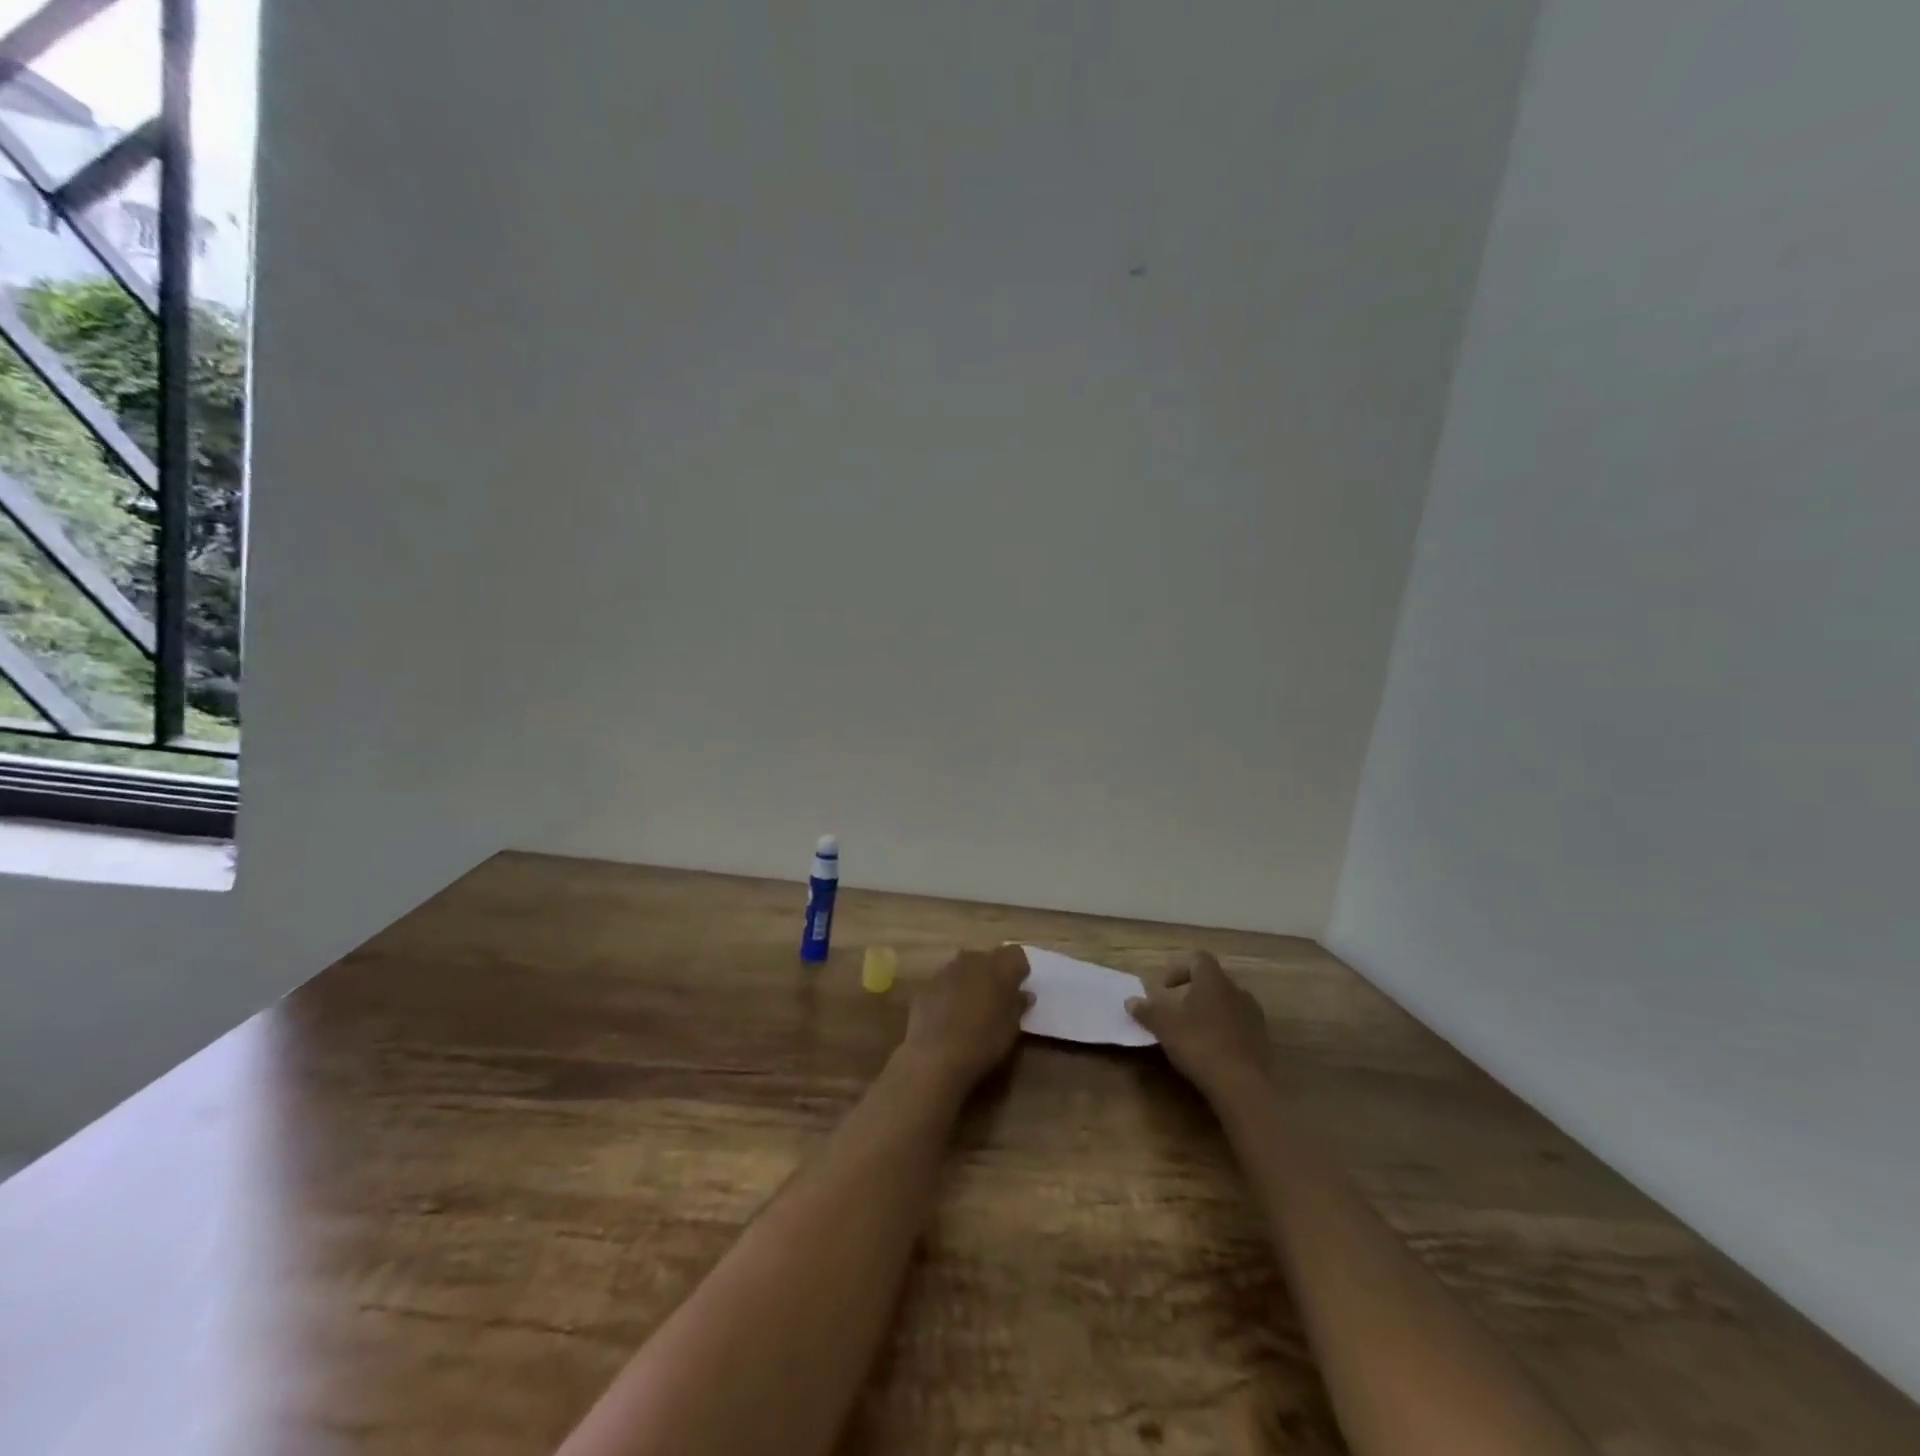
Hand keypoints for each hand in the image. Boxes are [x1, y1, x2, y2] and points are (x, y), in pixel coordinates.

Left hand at [897, 945, 1031, 1091]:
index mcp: (998, 967)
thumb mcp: (1011, 1029)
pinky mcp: (926, 984)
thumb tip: (1024, 994)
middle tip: (996, 997)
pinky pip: (945, 982)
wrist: (936, 1056)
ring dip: (970, 980)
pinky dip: (950, 992)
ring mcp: (946, 970)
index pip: (1016, 954)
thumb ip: (1018, 1006)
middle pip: (988, 957)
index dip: (1018, 969)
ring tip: (971, 1007)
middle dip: (993, 973)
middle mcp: (972, 960)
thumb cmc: (983, 1042)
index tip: (1018, 987)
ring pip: (964, 967)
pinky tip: (949, 1015)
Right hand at [1127, 951, 1272, 1104]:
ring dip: (1211, 1013)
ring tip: (1194, 1032)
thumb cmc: (1200, 1045)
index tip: (1164, 989)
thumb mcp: (1164, 1027)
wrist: (1244, 1086)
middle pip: (1214, 982)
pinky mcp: (1263, 1041)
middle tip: (1177, 1010)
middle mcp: (1237, 991)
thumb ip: (1147, 1011)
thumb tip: (1130, 1001)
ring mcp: (1254, 1016)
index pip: (1198, 959)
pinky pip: (1240, 1027)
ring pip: (1228, 1004)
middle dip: (1195, 993)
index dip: (1179, 969)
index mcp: (1214, 981)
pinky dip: (1224, 1032)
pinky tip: (1212, 1052)